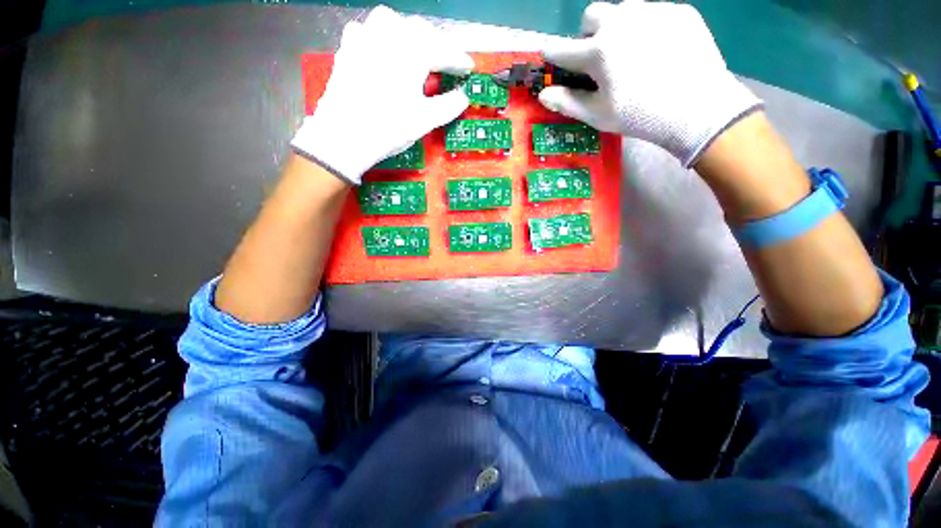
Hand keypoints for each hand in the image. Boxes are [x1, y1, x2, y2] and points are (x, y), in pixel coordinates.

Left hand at [291, 6, 472, 184]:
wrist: (344, 136)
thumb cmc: (389, 128)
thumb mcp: (425, 120)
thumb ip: (448, 106)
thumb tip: (463, 97)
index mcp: (412, 51)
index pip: (443, 50)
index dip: (458, 59)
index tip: (468, 67)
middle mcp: (388, 35)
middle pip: (419, 30)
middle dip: (436, 44)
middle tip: (446, 61)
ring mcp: (365, 37)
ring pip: (392, 22)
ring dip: (408, 33)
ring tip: (416, 50)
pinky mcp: (348, 48)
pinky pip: (368, 31)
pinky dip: (381, 37)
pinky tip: (383, 50)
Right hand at [538, 1, 761, 166]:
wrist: (698, 109)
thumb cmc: (640, 117)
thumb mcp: (598, 115)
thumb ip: (567, 102)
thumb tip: (543, 94)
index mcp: (598, 51)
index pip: (561, 49)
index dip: (553, 56)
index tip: (552, 59)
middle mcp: (621, 22)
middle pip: (591, 15)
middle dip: (588, 34)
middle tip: (599, 57)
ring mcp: (653, 12)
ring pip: (623, 9)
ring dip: (618, 28)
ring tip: (632, 53)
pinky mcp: (679, 11)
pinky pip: (653, 13)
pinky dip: (647, 29)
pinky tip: (659, 52)